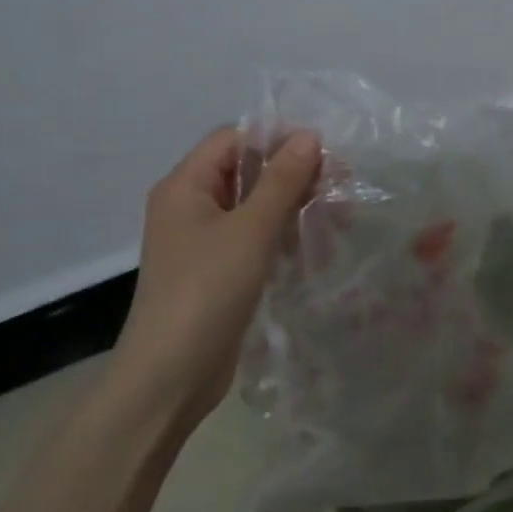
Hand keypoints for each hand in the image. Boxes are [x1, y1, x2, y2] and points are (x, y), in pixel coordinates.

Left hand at [110, 127, 321, 432]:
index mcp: (185, 186)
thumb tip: (309, 136)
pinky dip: (284, 237)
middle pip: (247, 171)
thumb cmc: (207, 291)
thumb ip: (282, 181)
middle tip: (341, 188)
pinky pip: (255, 239)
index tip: (325, 154)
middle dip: (294, 176)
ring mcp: (203, 241)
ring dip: (295, 208)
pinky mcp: (218, 270)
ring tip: (338, 221)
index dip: (278, 139)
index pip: (234, 139)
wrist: (171, 375)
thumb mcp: (250, 230)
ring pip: (256, 207)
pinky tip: (317, 249)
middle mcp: (190, 206)